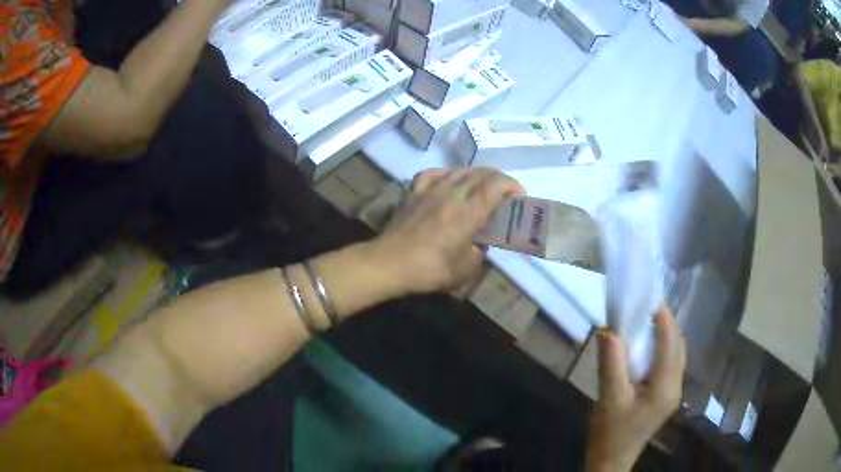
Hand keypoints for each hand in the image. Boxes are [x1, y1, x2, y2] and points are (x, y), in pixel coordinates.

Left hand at [370, 168, 523, 294]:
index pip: (496, 185)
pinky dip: (446, 174)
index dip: (511, 185)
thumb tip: (479, 245)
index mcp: (469, 211)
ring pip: (458, 171)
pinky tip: (447, 182)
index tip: (519, 195)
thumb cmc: (430, 270)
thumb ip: (478, 254)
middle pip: (480, 173)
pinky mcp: (413, 193)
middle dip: (497, 179)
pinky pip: (432, 174)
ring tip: (479, 187)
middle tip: (503, 194)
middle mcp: (452, 193)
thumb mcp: (465, 270)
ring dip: (475, 175)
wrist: (389, 264)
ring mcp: (430, 190)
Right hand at [585, 307, 685, 471]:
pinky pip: (670, 363)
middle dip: (667, 323)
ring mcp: (672, 392)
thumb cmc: (611, 433)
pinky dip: (663, 347)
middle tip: (647, 306)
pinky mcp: (666, 395)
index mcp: (665, 388)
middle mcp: (676, 386)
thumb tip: (609, 330)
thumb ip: (611, 364)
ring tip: (649, 319)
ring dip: (667, 334)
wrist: (612, 460)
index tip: (650, 298)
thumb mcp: (609, 400)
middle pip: (679, 346)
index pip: (670, 344)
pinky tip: (649, 345)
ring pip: (677, 354)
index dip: (663, 319)